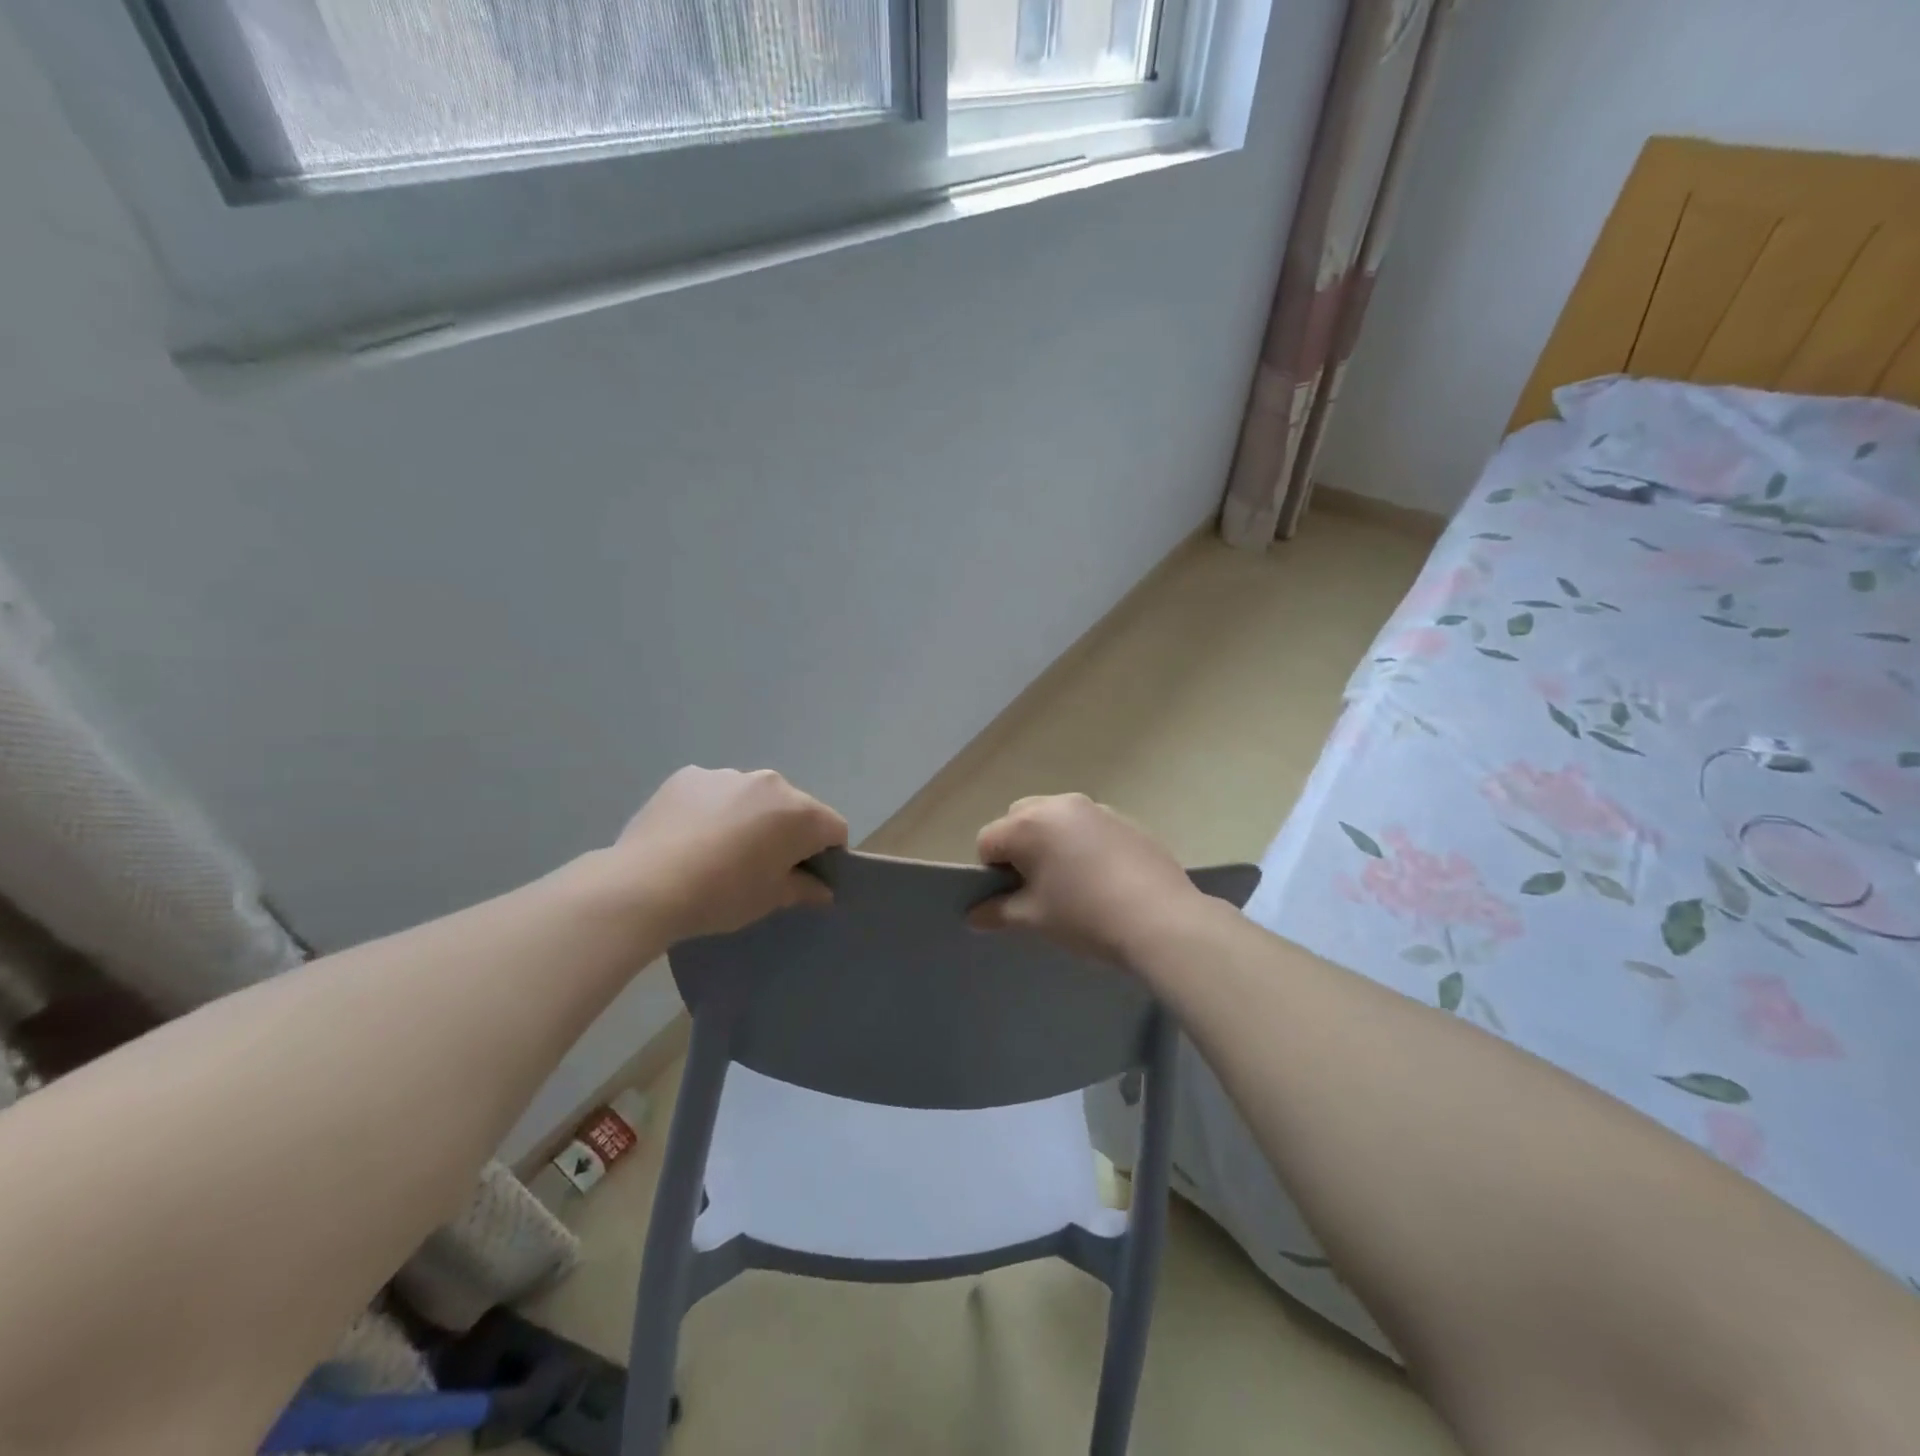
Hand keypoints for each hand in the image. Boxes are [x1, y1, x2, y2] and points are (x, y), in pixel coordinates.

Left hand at [611, 767, 847, 942]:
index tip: (805, 877)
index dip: (827, 855)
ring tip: (718, 851)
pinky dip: (712, 809)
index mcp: (800, 813)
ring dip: (749, 817)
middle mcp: (770, 783)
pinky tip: (690, 837)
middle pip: (793, 808)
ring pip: (752, 797)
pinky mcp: (688, 776)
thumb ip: (804, 889)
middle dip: (787, 832)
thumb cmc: (722, 895)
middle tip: (760, 866)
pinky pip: (714, 792)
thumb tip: (823, 889)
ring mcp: (726, 775)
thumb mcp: (770, 900)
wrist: (645, 885)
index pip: (834, 829)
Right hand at [970, 793, 1204, 964]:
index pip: (988, 841)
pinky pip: (1089, 826)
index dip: (991, 872)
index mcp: (1028, 824)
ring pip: (1056, 819)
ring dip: (1052, 842)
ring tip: (1072, 882)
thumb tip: (973, 915)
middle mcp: (1058, 805)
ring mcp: (1096, 809)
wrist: (1161, 920)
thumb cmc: (1085, 917)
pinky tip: (1103, 878)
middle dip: (1019, 848)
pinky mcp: (1125, 819)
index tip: (1011, 898)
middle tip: (1037, 887)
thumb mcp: (1034, 919)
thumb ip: (997, 913)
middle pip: (1020, 819)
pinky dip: (1084, 844)